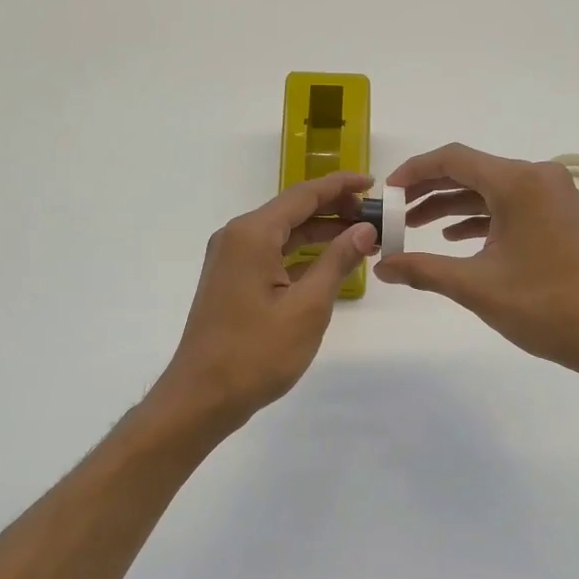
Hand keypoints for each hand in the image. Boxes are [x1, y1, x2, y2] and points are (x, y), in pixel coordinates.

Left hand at [154, 172, 376, 430]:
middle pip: (293, 210)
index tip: (374, 182)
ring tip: (361, 238)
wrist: (203, 396)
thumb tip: (364, 229)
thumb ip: (337, 261)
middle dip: (334, 210)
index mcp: (252, 234)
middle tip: (376, 216)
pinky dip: (302, 254)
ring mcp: (231, 259)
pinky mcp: (232, 280)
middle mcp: (237, 237)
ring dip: (320, 233)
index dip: (341, 186)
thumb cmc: (257, 353)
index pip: (304, 195)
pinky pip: (272, 254)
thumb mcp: (308, 307)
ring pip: (283, 233)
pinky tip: (329, 263)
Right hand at [375, 143, 578, 382]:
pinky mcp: (560, 217)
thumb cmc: (544, 306)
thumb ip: (424, 270)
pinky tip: (455, 239)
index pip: (454, 159)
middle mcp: (538, 178)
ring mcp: (553, 197)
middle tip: (394, 212)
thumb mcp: (476, 286)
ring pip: (491, 190)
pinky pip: (511, 206)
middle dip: (429, 190)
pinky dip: (481, 219)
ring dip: (452, 207)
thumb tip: (381, 266)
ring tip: (414, 227)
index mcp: (519, 182)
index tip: (386, 192)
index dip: (414, 171)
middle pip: (472, 171)